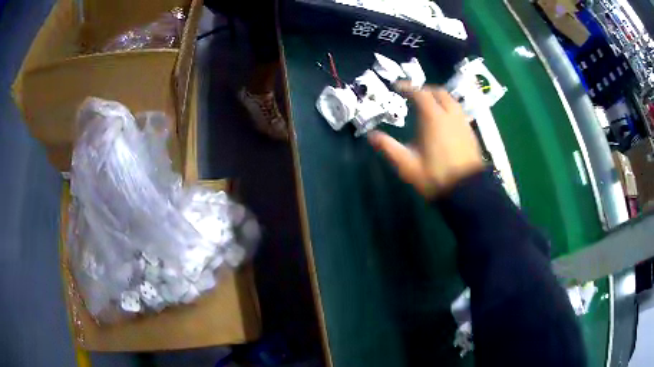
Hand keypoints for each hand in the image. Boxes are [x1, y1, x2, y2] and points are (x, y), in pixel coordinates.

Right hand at [368, 84, 484, 197]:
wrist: (467, 191)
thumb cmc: (436, 177)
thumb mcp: (408, 165)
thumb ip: (389, 148)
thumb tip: (371, 136)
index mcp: (433, 118)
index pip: (420, 93)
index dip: (408, 87)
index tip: (397, 86)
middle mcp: (450, 115)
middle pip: (439, 92)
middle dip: (425, 89)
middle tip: (413, 95)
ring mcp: (463, 123)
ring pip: (451, 100)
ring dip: (439, 97)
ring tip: (429, 105)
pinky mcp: (470, 132)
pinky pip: (458, 112)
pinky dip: (449, 108)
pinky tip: (444, 121)